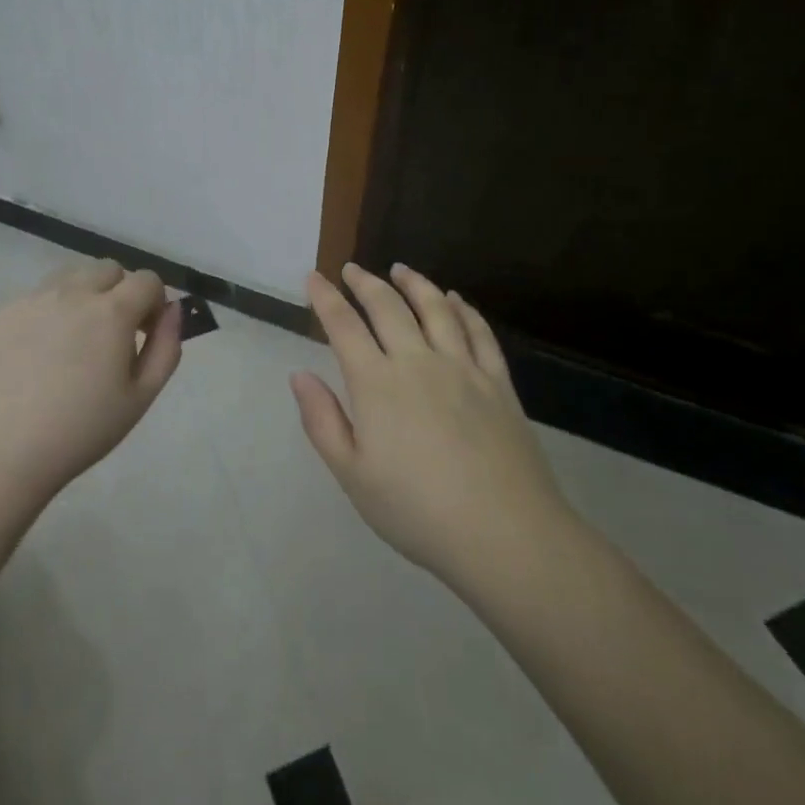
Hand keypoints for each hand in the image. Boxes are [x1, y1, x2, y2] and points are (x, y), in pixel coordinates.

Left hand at [0, 259, 183, 512]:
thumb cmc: (80, 431)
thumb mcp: (140, 397)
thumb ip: (166, 346)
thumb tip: (173, 310)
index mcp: (111, 311)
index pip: (147, 280)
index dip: (154, 302)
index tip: (145, 333)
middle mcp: (72, 292)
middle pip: (108, 270)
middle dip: (120, 292)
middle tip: (113, 335)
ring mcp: (32, 299)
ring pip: (70, 276)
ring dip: (84, 294)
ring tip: (75, 339)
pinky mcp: (1, 313)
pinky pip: (36, 297)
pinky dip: (49, 312)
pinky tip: (38, 354)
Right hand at [291, 263, 573, 588]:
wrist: (505, 534)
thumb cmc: (416, 511)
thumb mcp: (353, 476)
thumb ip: (322, 421)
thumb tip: (299, 376)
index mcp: (377, 384)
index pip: (344, 327)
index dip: (326, 299)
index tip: (313, 277)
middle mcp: (418, 362)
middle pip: (388, 307)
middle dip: (365, 283)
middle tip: (352, 269)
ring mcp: (463, 368)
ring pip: (436, 309)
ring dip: (415, 284)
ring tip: (401, 269)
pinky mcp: (498, 383)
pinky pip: (479, 333)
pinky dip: (464, 310)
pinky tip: (456, 300)